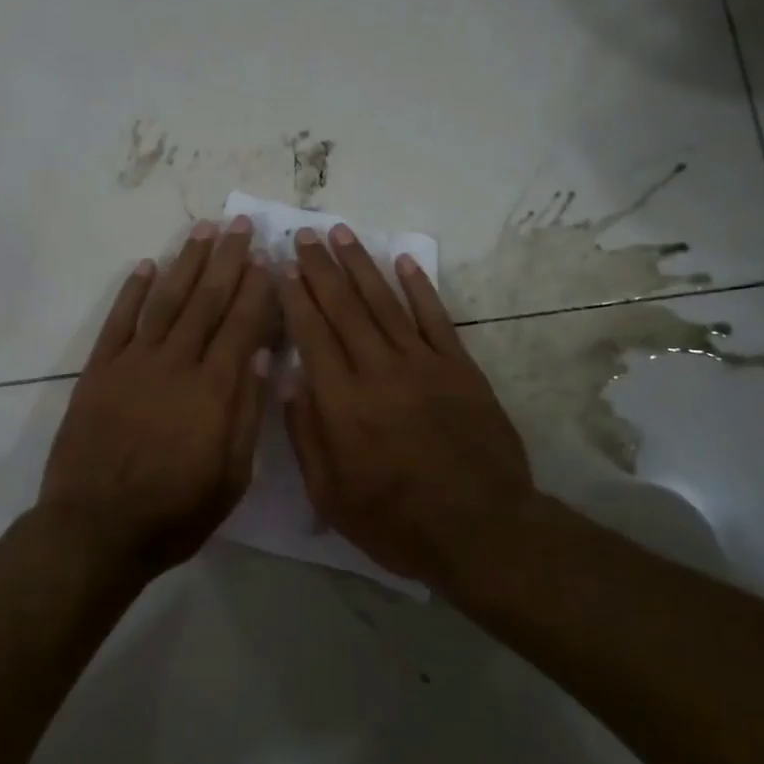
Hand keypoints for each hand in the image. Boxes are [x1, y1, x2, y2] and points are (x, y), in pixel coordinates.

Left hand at [40, 217, 275, 573]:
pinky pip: (119, 321)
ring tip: (204, 230)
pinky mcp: (99, 370)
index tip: (268, 259)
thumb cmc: (174, 513)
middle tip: (241, 225)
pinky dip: (133, 291)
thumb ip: (245, 413)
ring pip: (166, 300)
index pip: (242, 325)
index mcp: (213, 390)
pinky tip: (147, 265)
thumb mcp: (230, 478)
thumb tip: (258, 354)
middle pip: (207, 301)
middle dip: (228, 260)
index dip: (257, 289)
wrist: (95, 530)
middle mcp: (175, 364)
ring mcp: (133, 363)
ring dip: (186, 263)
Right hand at [278, 225, 536, 587]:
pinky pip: (435, 317)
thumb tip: (289, 377)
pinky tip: (403, 260)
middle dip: (321, 268)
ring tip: (342, 234)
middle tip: (305, 234)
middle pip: (345, 307)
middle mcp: (379, 371)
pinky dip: (419, 286)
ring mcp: (423, 364)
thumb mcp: (331, 496)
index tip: (282, 266)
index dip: (295, 296)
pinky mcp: (460, 367)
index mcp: (343, 403)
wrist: (482, 530)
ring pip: (386, 302)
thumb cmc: (396, 522)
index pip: (312, 334)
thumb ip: (306, 434)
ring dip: (361, 265)